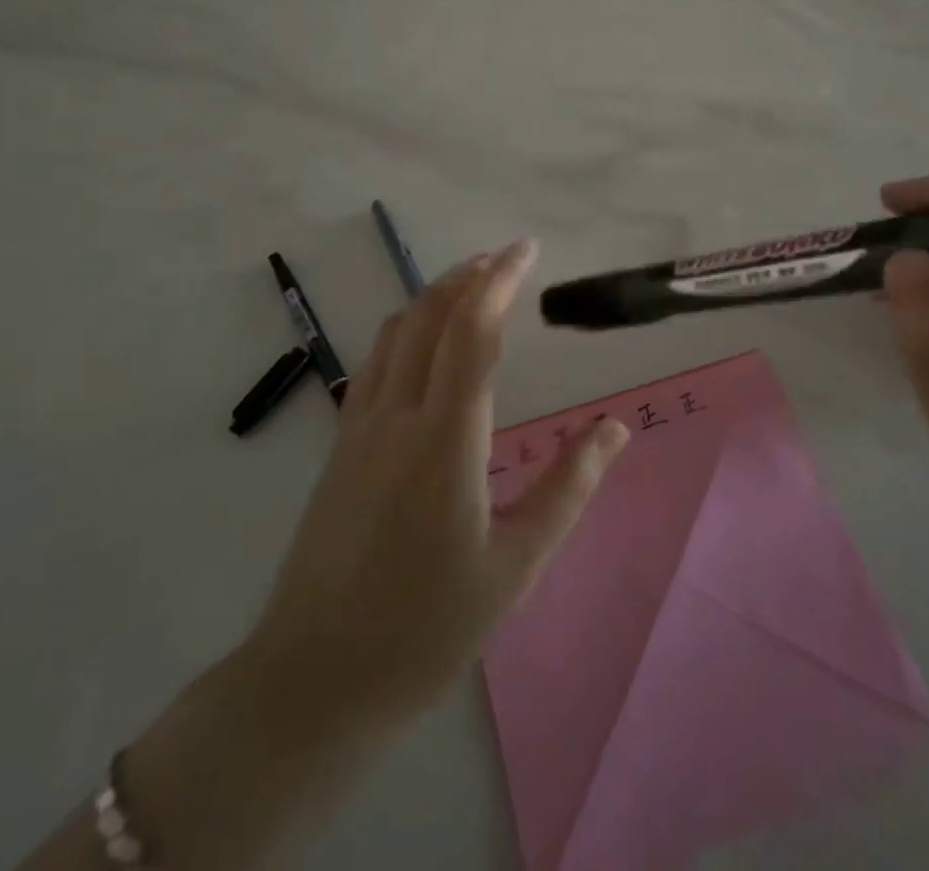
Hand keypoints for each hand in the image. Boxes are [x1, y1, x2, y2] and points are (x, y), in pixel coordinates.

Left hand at [250, 240, 630, 734]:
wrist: (313, 681)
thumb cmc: (427, 628)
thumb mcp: (516, 565)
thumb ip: (569, 487)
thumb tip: (615, 429)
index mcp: (445, 438)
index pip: (473, 332)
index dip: (500, 281)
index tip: (526, 249)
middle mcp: (397, 416)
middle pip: (429, 318)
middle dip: (467, 276)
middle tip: (503, 256)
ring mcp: (360, 428)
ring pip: (395, 333)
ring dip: (433, 297)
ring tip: (469, 284)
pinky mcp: (340, 446)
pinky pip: (376, 362)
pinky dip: (406, 328)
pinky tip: (424, 343)